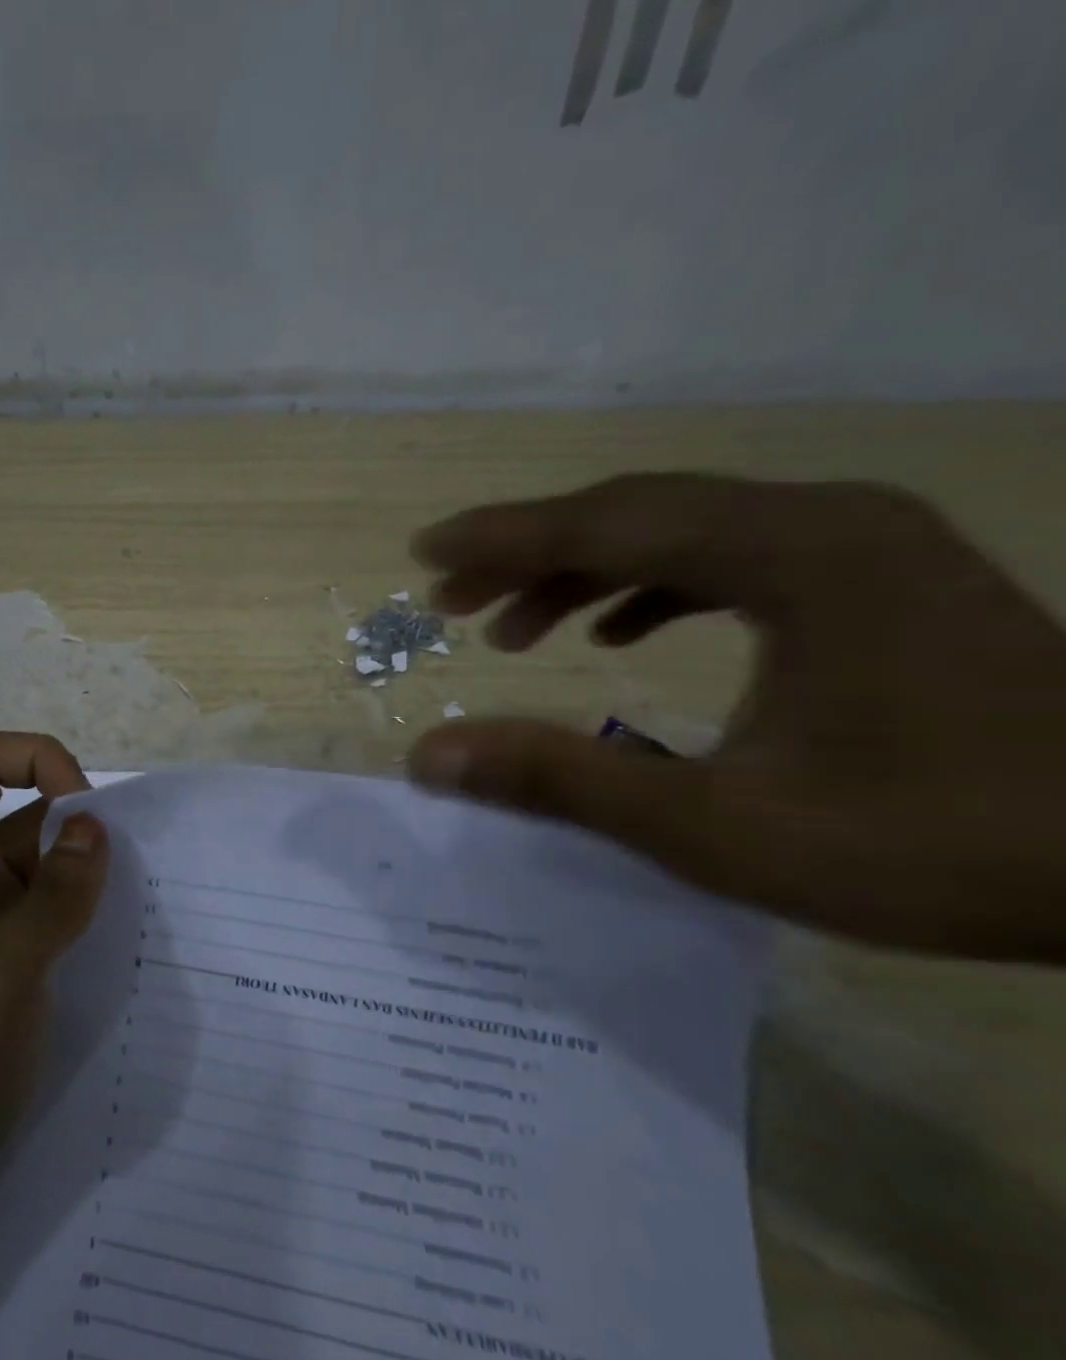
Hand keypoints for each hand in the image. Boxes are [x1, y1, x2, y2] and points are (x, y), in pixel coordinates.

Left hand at [0, 731, 109, 1226]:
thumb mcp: (1, 968)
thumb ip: (53, 893)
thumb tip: (94, 825)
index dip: (32, 759)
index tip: (84, 811)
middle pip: (22, 806)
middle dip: (78, 820)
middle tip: (133, 866)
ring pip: (45, 859)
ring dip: (90, 866)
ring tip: (140, 896)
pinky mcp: (9, 956)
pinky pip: (53, 906)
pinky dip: (87, 904)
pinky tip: (122, 932)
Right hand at [407, 474, 1065, 962]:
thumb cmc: (936, 844)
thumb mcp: (715, 827)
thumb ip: (561, 781)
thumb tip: (429, 755)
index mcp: (794, 557)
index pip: (608, 524)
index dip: (502, 539)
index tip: (424, 554)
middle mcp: (825, 523)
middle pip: (636, 513)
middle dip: (528, 554)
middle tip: (450, 602)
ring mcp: (858, 547)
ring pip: (680, 532)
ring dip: (583, 572)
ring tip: (515, 631)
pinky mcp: (874, 582)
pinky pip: (728, 558)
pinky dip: (650, 587)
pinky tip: (615, 634)